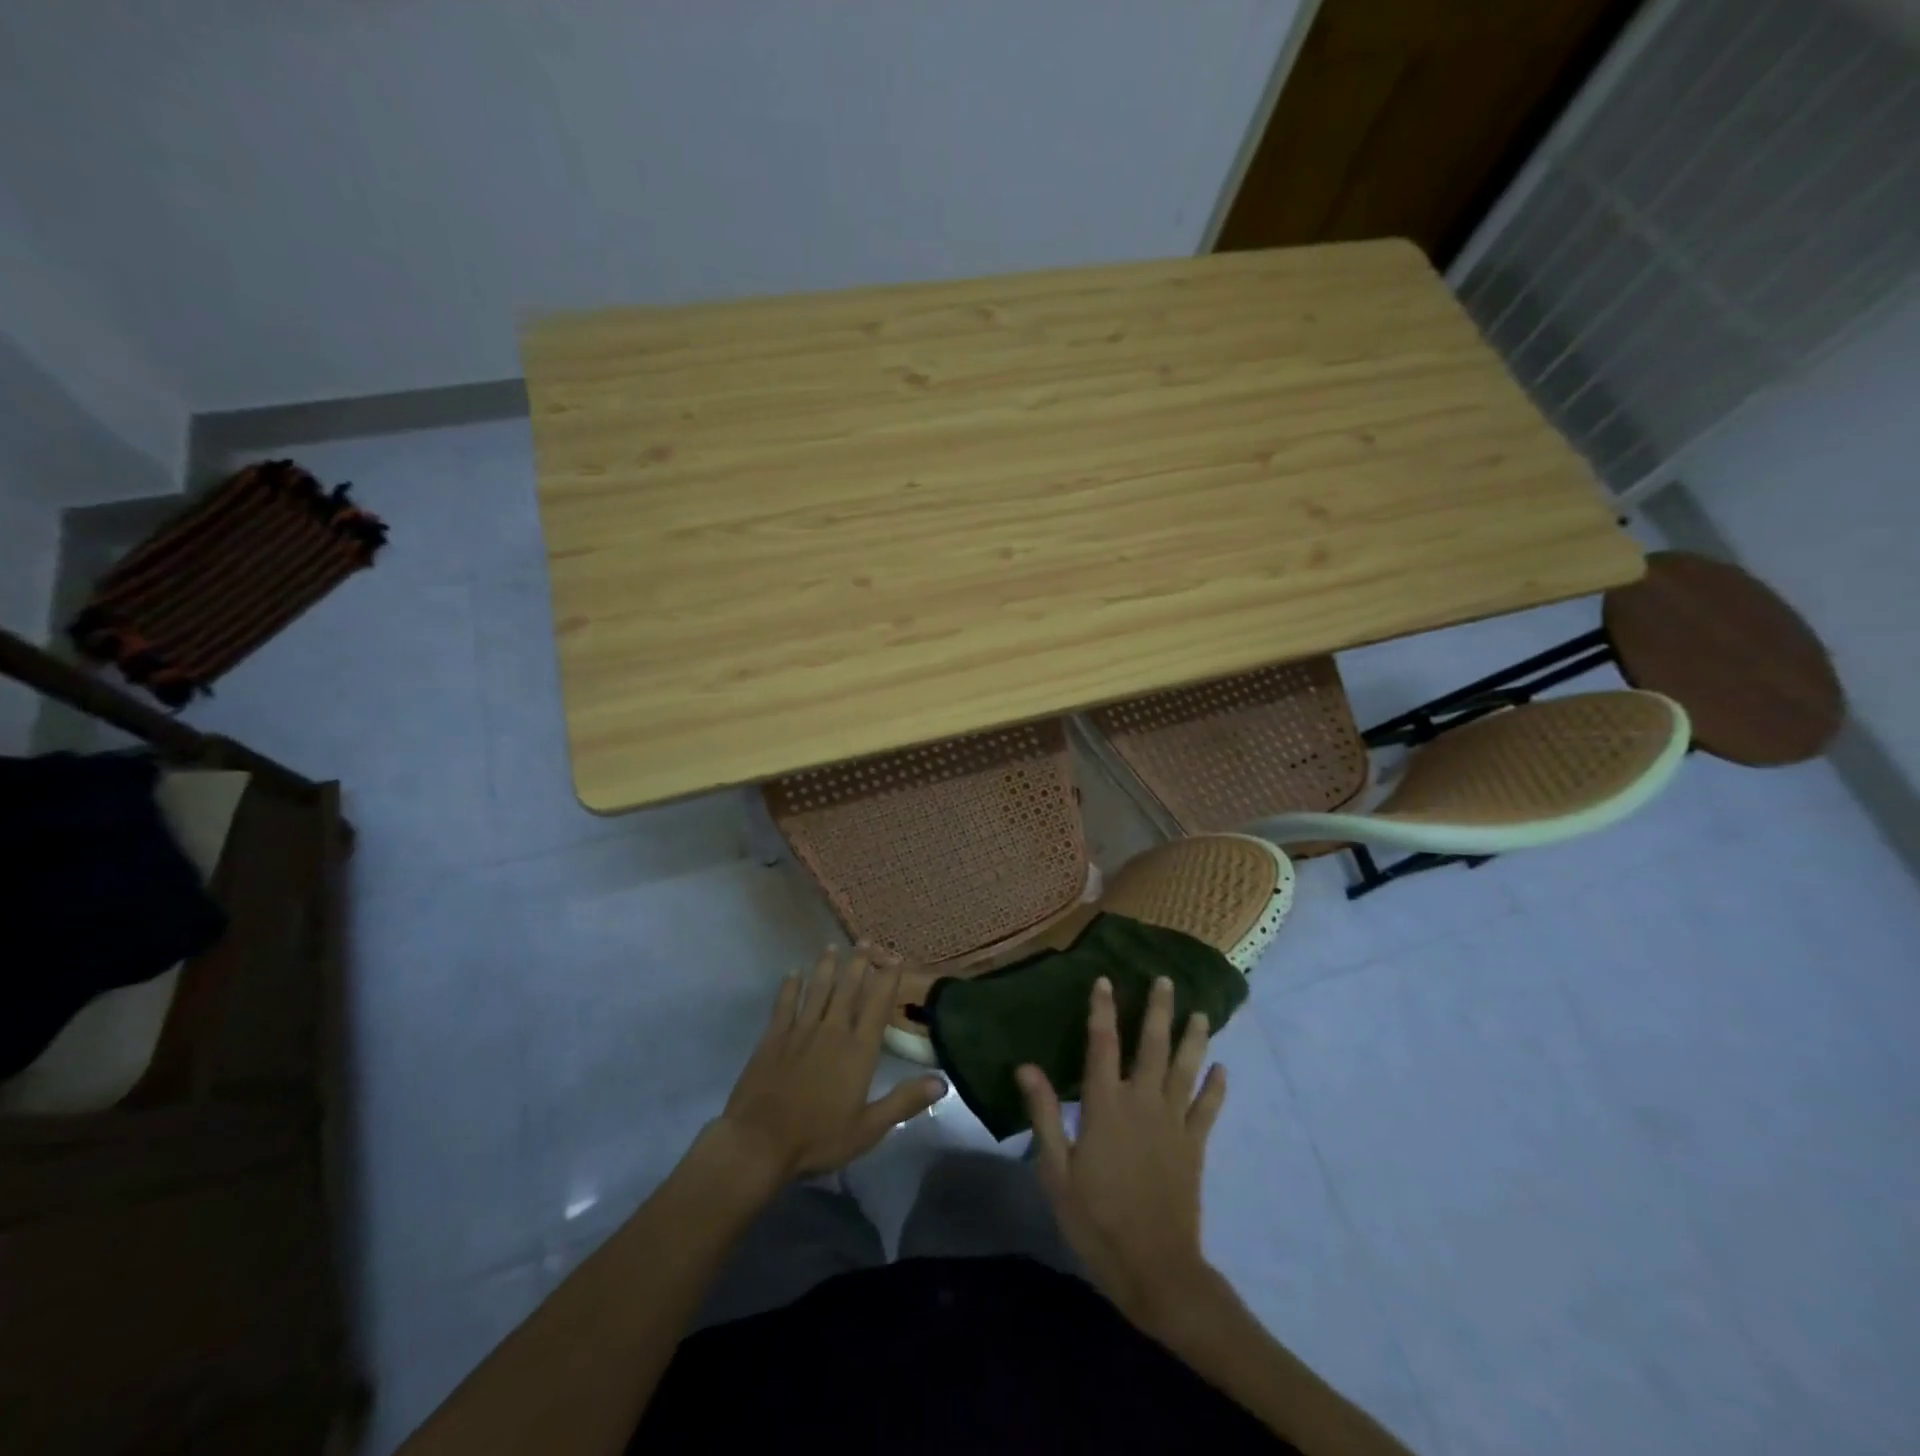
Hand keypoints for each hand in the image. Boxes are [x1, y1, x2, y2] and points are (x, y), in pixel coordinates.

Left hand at [706, 948, 947, 1188]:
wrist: (759, 1142)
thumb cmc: (819, 1138)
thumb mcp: (869, 1128)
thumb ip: (904, 1101)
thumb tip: (942, 1082)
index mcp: (858, 1049)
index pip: (878, 1004)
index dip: (888, 978)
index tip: (896, 957)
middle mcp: (832, 1030)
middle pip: (848, 988)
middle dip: (859, 962)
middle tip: (866, 940)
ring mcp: (801, 1030)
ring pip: (818, 989)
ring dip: (826, 966)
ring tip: (833, 947)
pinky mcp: (774, 1037)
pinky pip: (785, 1004)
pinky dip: (790, 986)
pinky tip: (793, 974)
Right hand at [1018, 976, 1225, 1331]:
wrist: (1154, 1268)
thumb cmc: (1096, 1219)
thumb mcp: (1056, 1170)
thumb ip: (1044, 1114)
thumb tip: (1026, 1066)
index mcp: (1105, 1106)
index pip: (1102, 1045)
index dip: (1102, 1010)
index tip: (1104, 980)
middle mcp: (1142, 1103)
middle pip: (1152, 1046)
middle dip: (1158, 1010)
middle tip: (1164, 980)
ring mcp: (1173, 1124)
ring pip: (1186, 1069)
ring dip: (1193, 1038)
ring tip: (1200, 1012)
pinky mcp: (1194, 1147)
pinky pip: (1208, 1110)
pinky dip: (1216, 1088)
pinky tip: (1223, 1069)